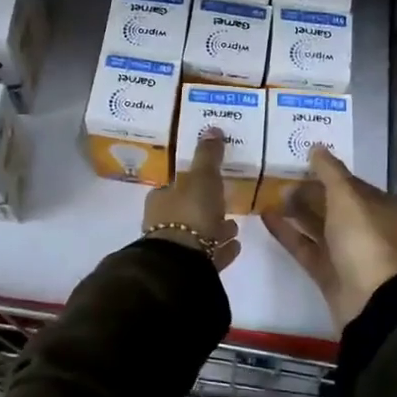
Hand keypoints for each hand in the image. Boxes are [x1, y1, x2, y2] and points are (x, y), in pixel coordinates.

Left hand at [143, 131, 240, 270]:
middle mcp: (162, 223)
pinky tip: (236, 245)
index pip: (174, 185)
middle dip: (206, 206)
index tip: (209, 179)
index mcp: (160, 198)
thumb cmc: (190, 213)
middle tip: (226, 202)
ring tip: (235, 226)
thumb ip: (208, 155)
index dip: (191, 181)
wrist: (182, 264)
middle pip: (187, 210)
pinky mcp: (188, 269)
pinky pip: (208, 255)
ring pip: (198, 234)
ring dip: (215, 228)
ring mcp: (175, 248)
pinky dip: (220, 248)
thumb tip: (211, 128)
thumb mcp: (203, 177)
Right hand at [263, 144, 396, 330]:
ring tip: (269, 194)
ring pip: (318, 225)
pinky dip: (287, 232)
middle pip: (333, 204)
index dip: (327, 172)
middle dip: (308, 191)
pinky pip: (305, 246)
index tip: (300, 163)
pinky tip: (265, 216)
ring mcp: (347, 252)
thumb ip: (330, 171)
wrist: (370, 300)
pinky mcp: (328, 272)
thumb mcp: (347, 197)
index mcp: (382, 207)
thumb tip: (315, 147)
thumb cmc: (364, 239)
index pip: (351, 183)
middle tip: (279, 179)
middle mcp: (367, 227)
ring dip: (296, 210)